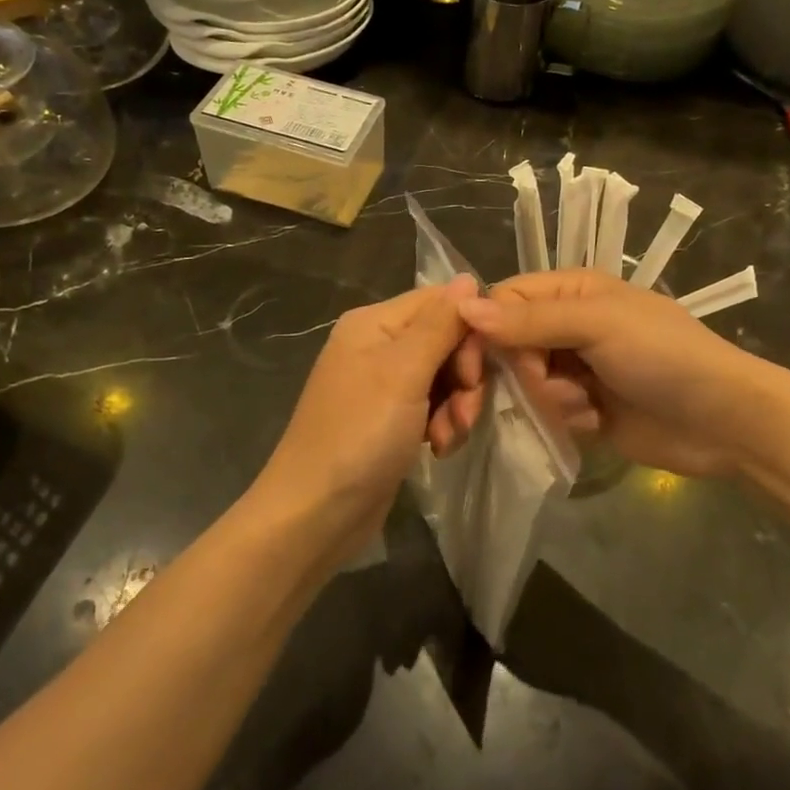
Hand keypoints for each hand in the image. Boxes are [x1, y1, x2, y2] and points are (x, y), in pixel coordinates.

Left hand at [257, 277, 485, 549]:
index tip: (474, 373)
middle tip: (463, 412)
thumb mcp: (403, 373)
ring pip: (444, 377)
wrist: (315, 513)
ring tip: (446, 438)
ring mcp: (383, 385)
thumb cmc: (358, 435)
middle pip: (446, 340)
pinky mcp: (390, 419)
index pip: (442, 303)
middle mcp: (377, 345)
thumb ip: (440, 323)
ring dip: (456, 407)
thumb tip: (469, 276)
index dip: (468, 333)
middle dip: (464, 378)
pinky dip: (442, 425)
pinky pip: (432, 407)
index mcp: (374, 322)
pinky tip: (438, 449)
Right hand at [459, 270, 770, 477]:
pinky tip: (597, 422)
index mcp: (572, 292)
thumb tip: (463, 307)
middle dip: (528, 374)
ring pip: (527, 384)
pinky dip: (567, 419)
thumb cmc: (663, 356)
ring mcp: (577, 369)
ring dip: (552, 400)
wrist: (722, 421)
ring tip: (587, 406)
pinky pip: (548, 413)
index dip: (486, 331)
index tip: (478, 366)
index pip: (504, 300)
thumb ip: (531, 320)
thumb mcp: (598, 325)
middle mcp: (569, 326)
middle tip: (560, 386)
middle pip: (511, 346)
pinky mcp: (585, 409)